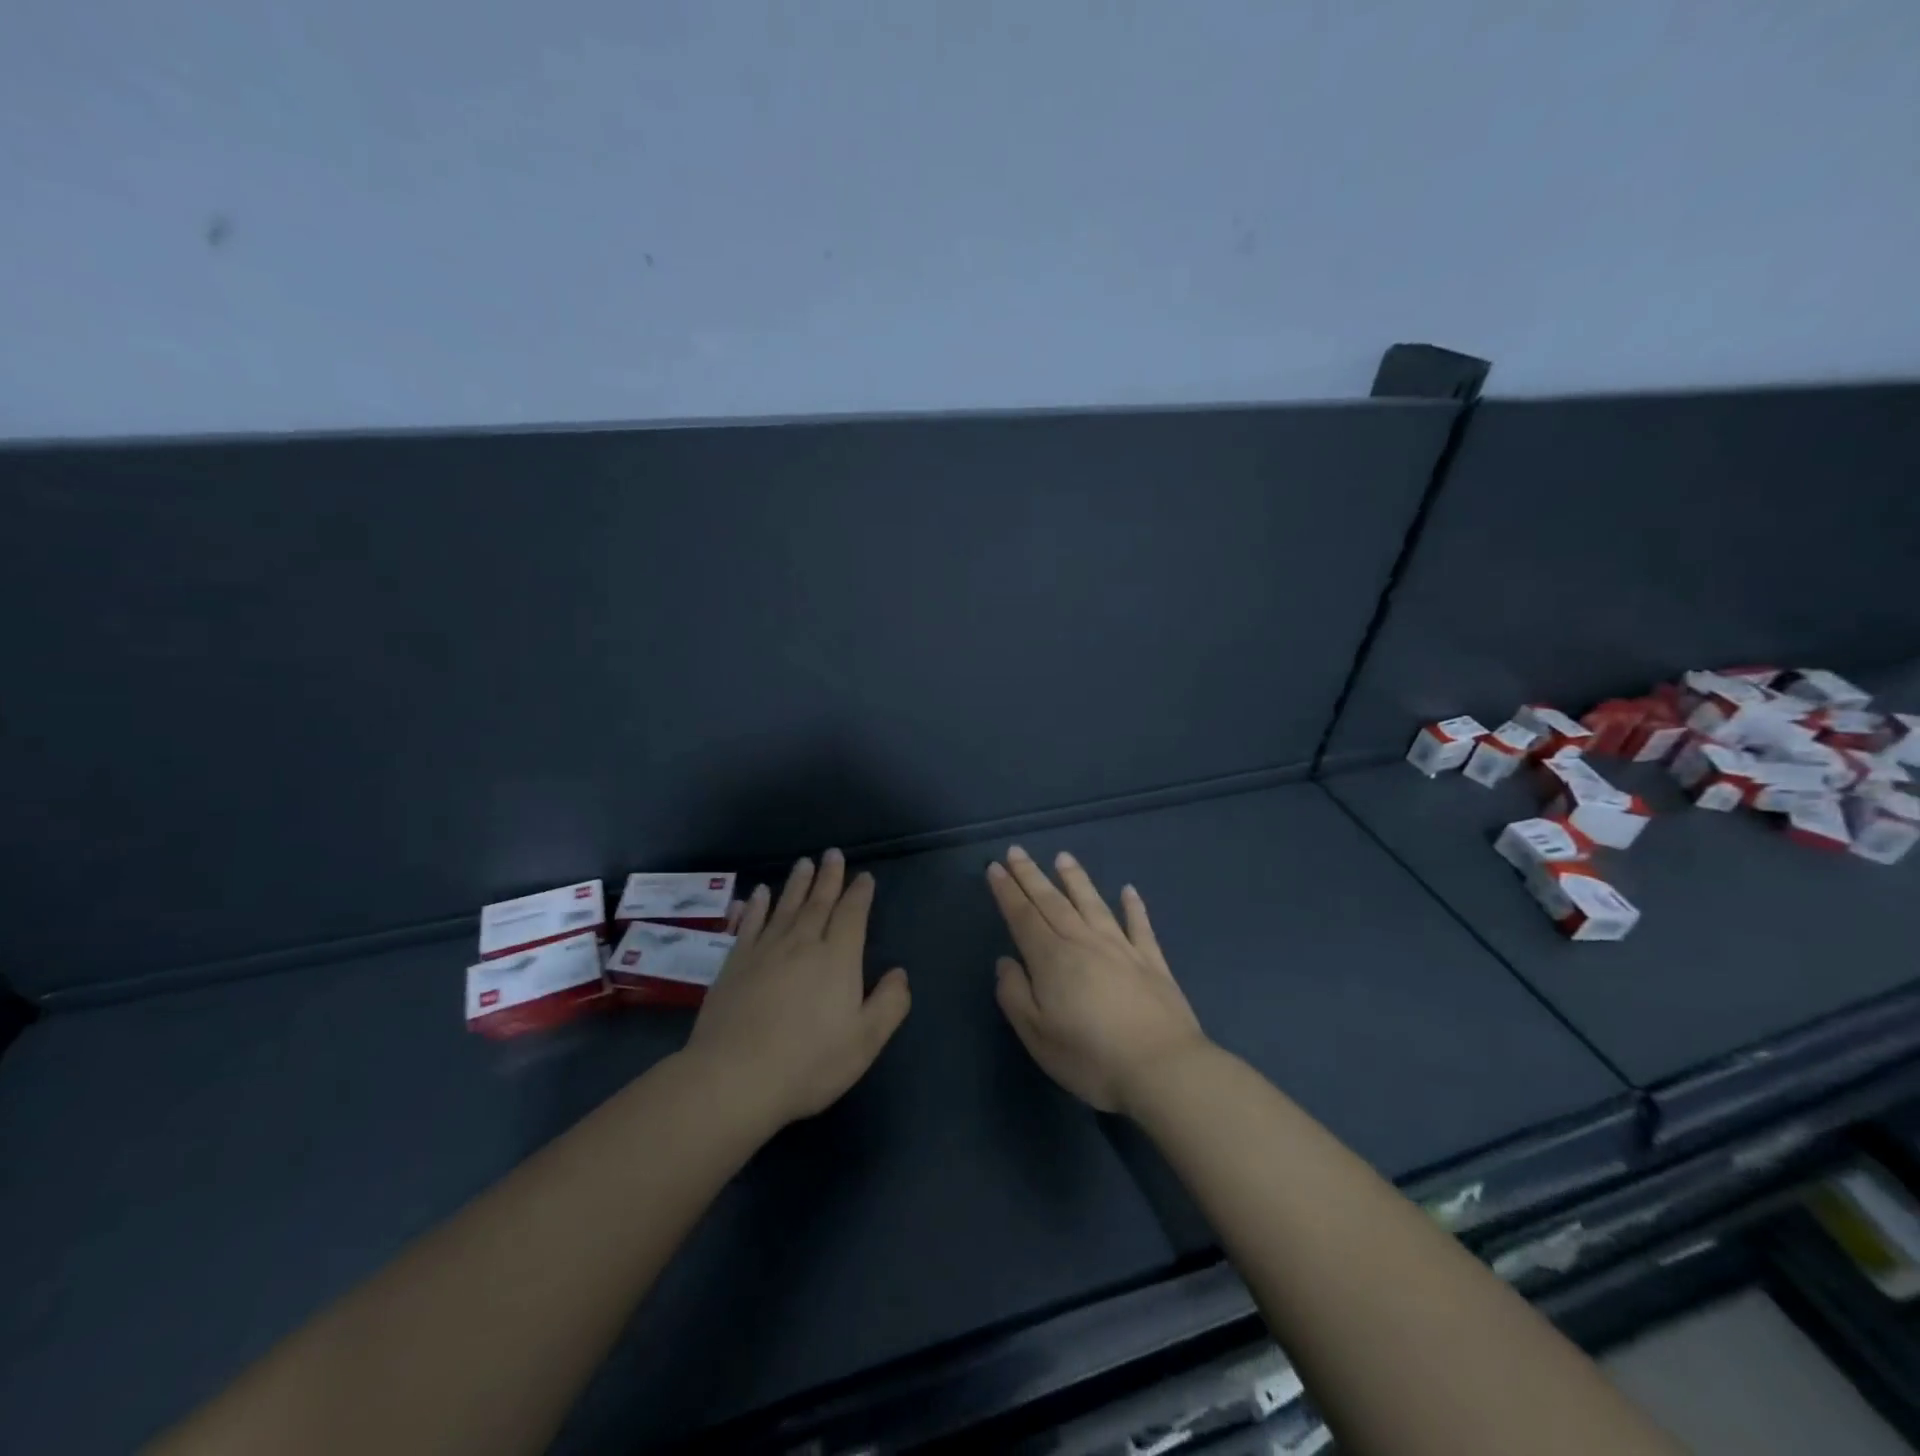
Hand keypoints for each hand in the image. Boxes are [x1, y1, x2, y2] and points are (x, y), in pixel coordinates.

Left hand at [688, 850, 910, 1126]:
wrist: (734, 1078)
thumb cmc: (808, 1062)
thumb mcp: (865, 1041)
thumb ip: (889, 1003)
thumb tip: (900, 972)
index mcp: (837, 959)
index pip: (852, 915)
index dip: (859, 894)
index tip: (864, 877)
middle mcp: (802, 944)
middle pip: (818, 903)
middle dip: (829, 877)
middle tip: (833, 853)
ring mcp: (764, 951)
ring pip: (785, 907)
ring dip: (796, 883)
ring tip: (804, 863)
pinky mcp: (734, 964)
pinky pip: (749, 925)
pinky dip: (756, 906)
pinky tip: (758, 894)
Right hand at [987, 846, 1208, 1114]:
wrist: (1163, 1069)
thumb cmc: (1091, 1057)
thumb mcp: (1037, 1035)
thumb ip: (1015, 995)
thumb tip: (1006, 962)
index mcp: (1052, 959)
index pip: (1023, 916)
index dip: (1007, 891)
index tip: (995, 868)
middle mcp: (1084, 942)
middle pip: (1053, 902)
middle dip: (1031, 875)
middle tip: (1017, 851)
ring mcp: (1122, 948)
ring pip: (1093, 904)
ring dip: (1076, 879)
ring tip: (1063, 857)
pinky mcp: (1152, 962)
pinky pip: (1140, 926)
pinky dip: (1133, 906)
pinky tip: (1129, 890)